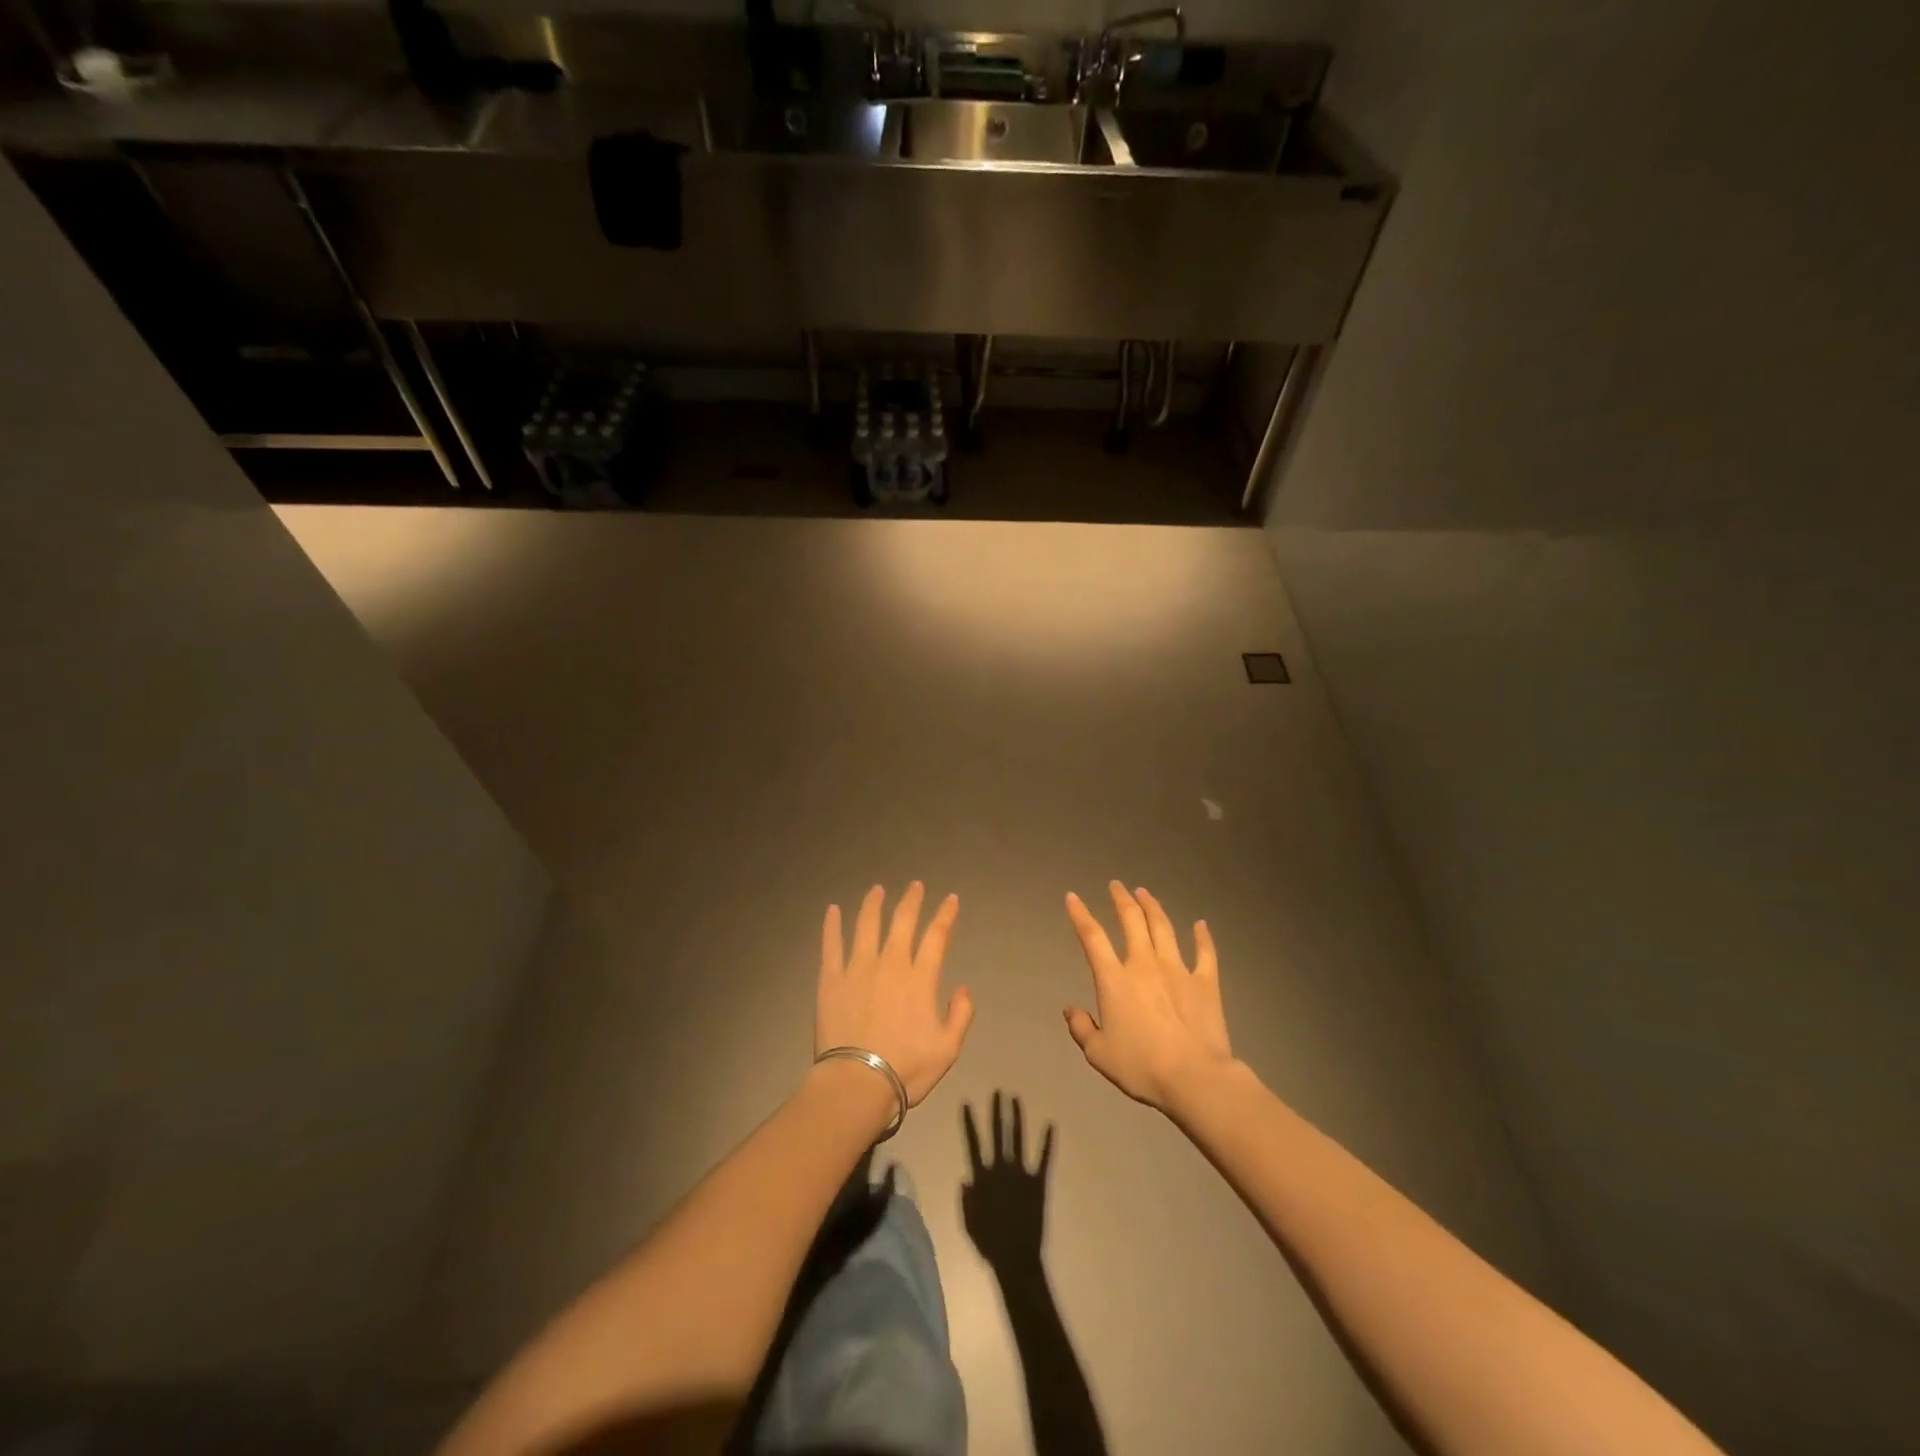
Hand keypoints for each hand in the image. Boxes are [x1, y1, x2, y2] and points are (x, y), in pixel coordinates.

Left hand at [817, 883, 973, 1106]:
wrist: (857, 1084)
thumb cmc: (906, 1069)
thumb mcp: (948, 1049)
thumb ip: (961, 1015)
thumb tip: (963, 988)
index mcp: (919, 979)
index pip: (936, 936)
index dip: (945, 915)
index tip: (951, 899)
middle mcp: (890, 964)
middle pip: (902, 921)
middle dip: (911, 900)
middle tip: (916, 885)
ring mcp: (858, 968)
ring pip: (866, 925)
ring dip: (873, 904)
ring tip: (877, 890)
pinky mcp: (831, 979)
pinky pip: (831, 944)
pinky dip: (832, 925)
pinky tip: (832, 910)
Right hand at [962, 1093, 1051, 1270]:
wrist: (1016, 1258)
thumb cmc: (989, 1243)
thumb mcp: (968, 1222)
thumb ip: (966, 1199)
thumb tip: (965, 1179)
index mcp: (983, 1177)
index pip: (973, 1143)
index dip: (970, 1123)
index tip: (967, 1103)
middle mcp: (1001, 1169)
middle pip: (998, 1134)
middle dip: (997, 1111)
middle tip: (998, 1091)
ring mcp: (1021, 1173)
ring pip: (1018, 1139)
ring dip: (1016, 1118)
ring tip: (1015, 1099)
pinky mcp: (1038, 1182)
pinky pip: (1044, 1159)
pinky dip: (1047, 1142)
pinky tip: (1051, 1125)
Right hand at [1063, 883, 1233, 1111]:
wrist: (1193, 1077)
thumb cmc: (1141, 1067)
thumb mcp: (1099, 1054)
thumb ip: (1082, 1029)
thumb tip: (1070, 1010)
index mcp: (1114, 980)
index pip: (1092, 937)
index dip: (1080, 915)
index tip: (1073, 897)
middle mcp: (1144, 964)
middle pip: (1131, 921)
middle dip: (1121, 899)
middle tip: (1116, 885)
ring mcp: (1177, 969)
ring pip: (1163, 928)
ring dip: (1152, 907)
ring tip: (1145, 893)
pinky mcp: (1205, 982)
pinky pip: (1204, 952)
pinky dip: (1202, 936)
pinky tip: (1201, 924)